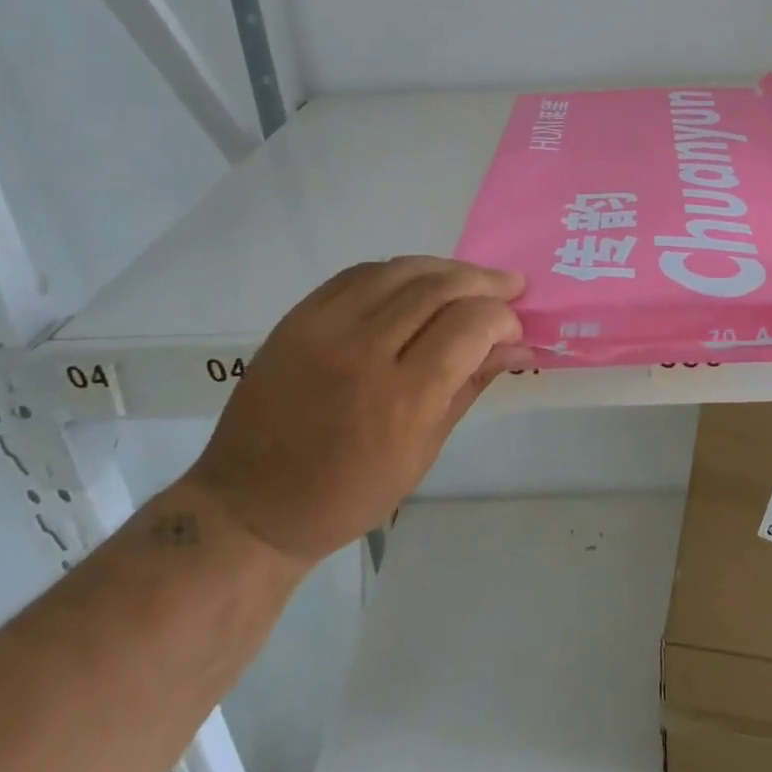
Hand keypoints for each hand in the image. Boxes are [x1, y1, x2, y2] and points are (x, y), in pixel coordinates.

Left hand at [186, 257, 528, 564]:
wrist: (253, 503)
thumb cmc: (349, 493)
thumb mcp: (424, 450)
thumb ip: (471, 384)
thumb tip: (518, 346)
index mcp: (404, 398)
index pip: (471, 325)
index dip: (503, 318)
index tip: (514, 327)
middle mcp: (365, 351)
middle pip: (440, 287)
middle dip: (485, 282)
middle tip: (510, 286)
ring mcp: (326, 327)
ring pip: (402, 269)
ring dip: (446, 268)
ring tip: (470, 278)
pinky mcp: (300, 317)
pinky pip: (360, 273)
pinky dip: (399, 271)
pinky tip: (418, 281)